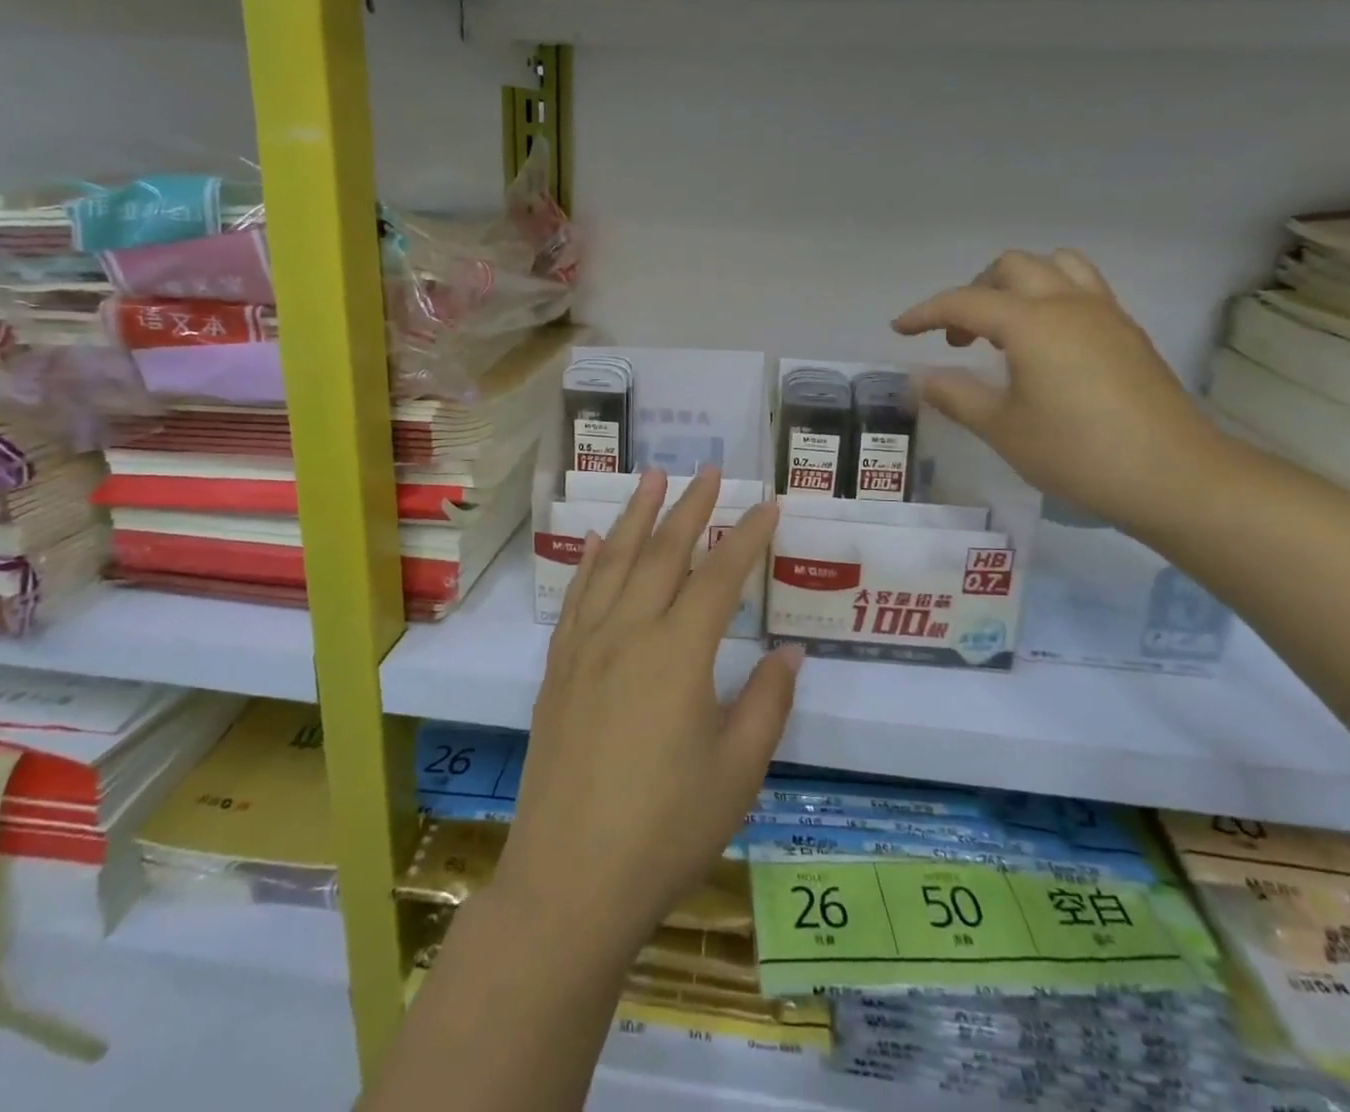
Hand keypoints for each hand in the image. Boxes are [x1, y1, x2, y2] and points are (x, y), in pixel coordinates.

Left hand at [497, 468, 799, 952]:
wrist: (571, 878)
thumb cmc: (667, 828)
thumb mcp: (738, 771)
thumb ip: (767, 702)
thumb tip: (791, 651)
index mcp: (678, 653)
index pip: (720, 576)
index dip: (747, 536)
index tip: (768, 504)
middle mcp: (629, 631)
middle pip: (662, 552)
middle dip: (690, 507)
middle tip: (709, 471)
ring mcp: (586, 645)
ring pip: (613, 560)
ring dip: (635, 515)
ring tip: (652, 477)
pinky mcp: (558, 667)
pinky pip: (576, 595)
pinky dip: (589, 560)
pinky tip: (595, 541)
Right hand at [893, 249, 1219, 532]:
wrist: (1174, 476)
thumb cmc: (1077, 453)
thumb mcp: (1002, 429)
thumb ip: (955, 395)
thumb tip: (918, 377)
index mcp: (1032, 323)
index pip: (965, 301)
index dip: (925, 313)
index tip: (899, 330)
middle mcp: (1069, 304)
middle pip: (1012, 267)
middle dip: (974, 291)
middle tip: (959, 337)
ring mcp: (1105, 314)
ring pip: (1055, 266)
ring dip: (1018, 284)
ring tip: (1003, 326)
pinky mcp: (1127, 332)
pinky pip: (1082, 288)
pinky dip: (1050, 297)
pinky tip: (1044, 344)